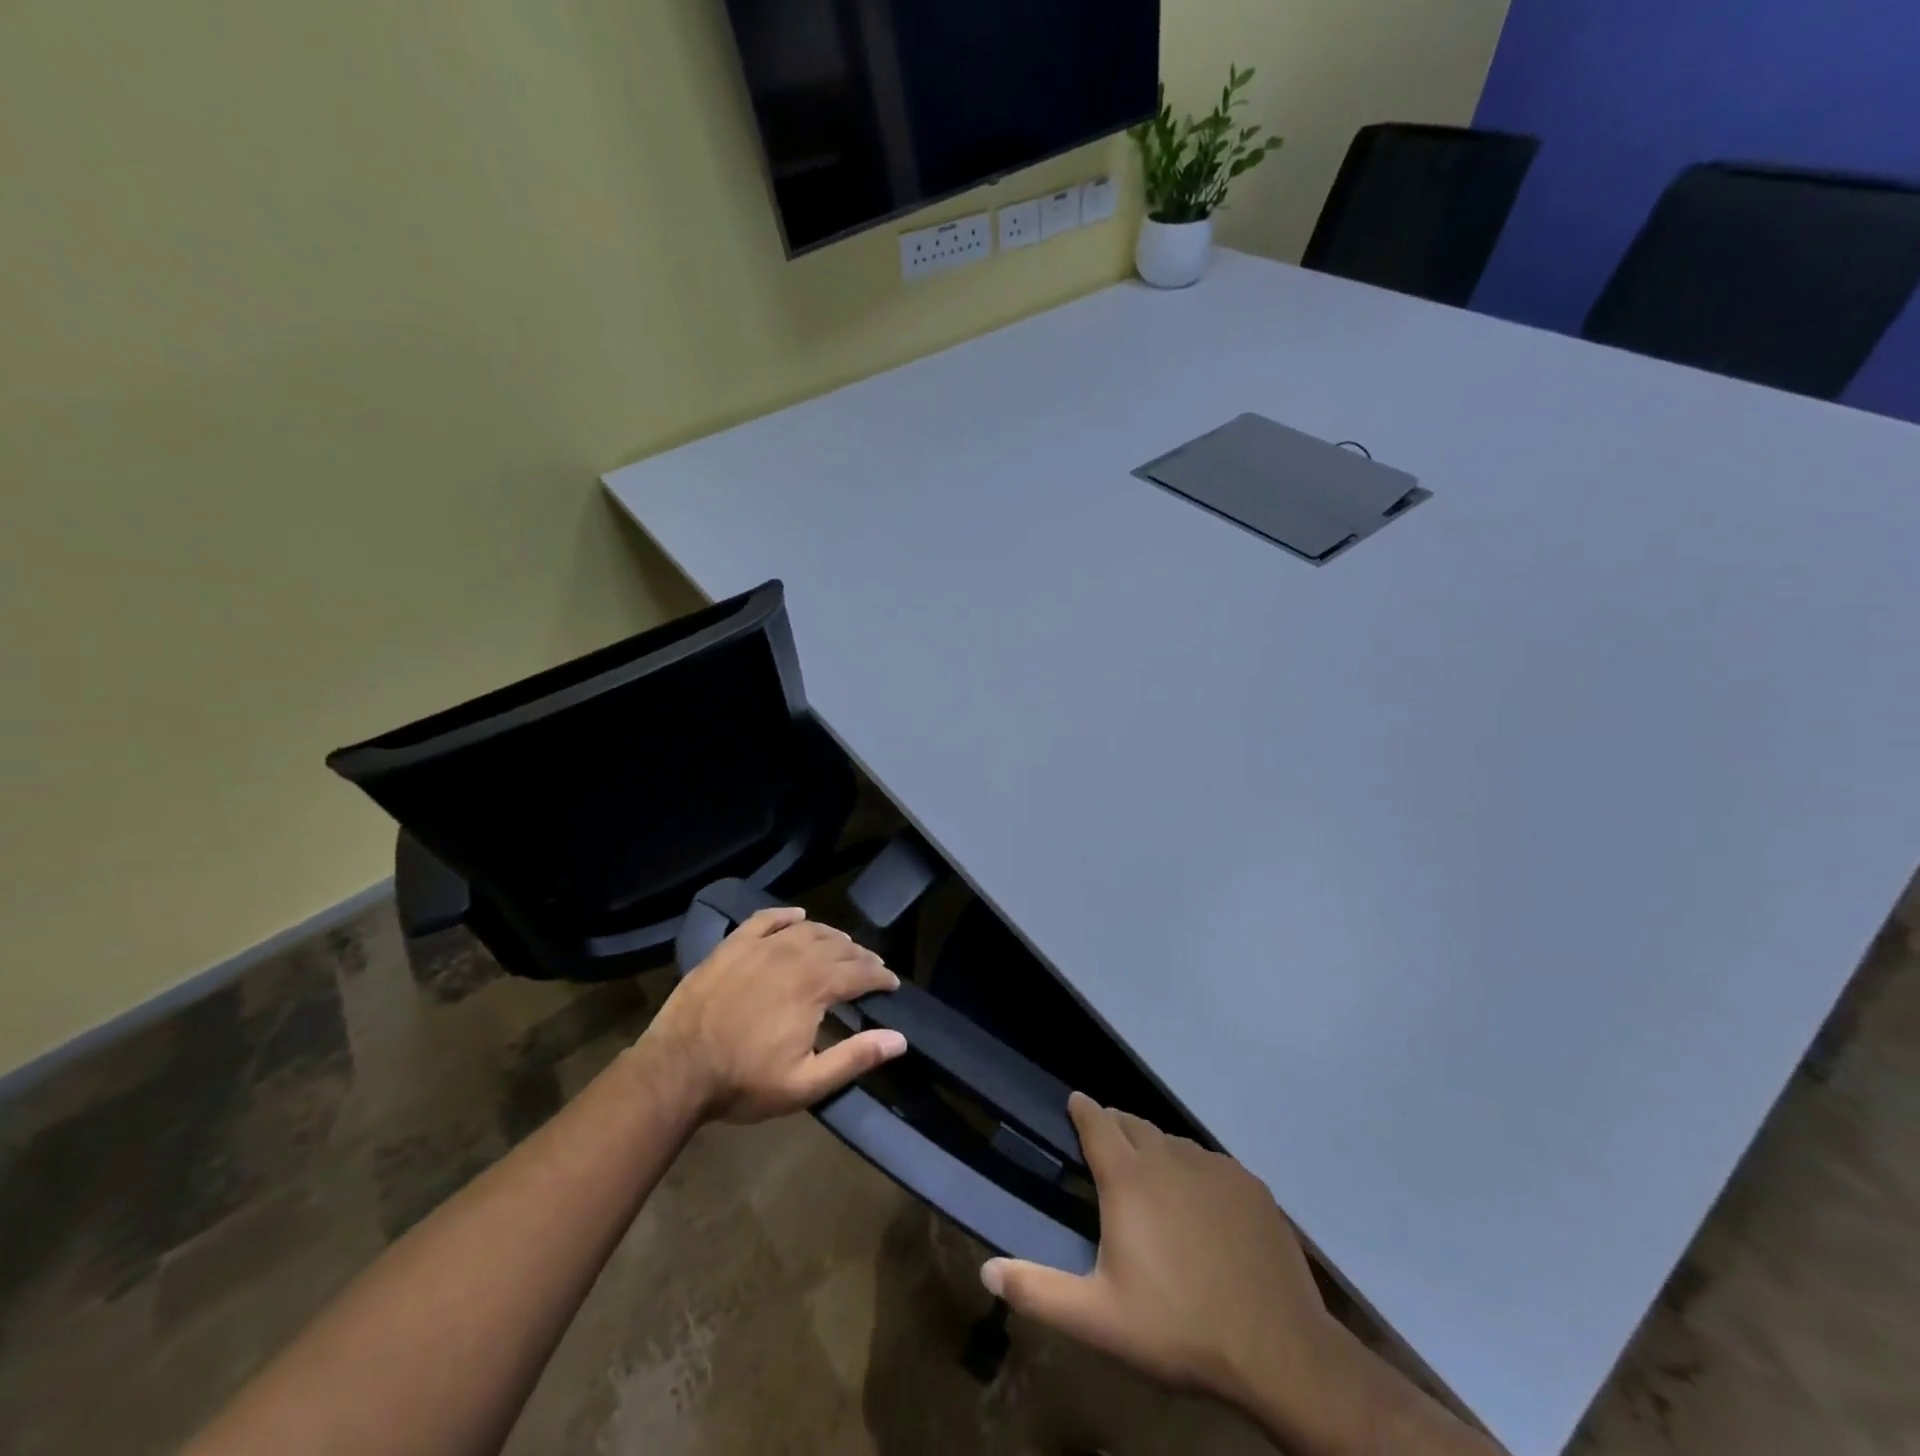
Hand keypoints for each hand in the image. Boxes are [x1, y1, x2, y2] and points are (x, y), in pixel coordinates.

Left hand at [636, 906, 907, 1123]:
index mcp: (815, 986)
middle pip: (838, 947)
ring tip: (842, 945)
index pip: (860, 972)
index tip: (892, 984)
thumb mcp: (806, 1083)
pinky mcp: (732, 946)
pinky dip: (785, 915)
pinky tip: (797, 916)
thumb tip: (899, 1039)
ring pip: (806, 930)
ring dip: (831, 936)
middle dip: (860, 956)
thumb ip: (855, 1058)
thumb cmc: (744, 1081)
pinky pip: (765, 919)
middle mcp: (793, 956)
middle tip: (871, 967)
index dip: (881, 977)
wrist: (676, 1070)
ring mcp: (760, 947)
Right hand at [981, 1094, 1367, 1455]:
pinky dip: (1194, 1172)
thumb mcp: (1098, 1320)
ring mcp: (1213, 1167)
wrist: (1278, 1349)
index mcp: (1127, 1178)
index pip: (1096, 1121)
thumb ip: (1038, 1292)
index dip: (1082, 1109)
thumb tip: (986, 1270)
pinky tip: (1200, 1206)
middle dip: (1115, 1126)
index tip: (1074, 1103)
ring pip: (1172, 1143)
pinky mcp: (1249, 1184)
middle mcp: (1168, 1156)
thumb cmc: (1178, 1329)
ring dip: (1155, 1150)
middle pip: (1133, 1124)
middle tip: (1107, 1145)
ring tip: (1151, 1179)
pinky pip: (1210, 1164)